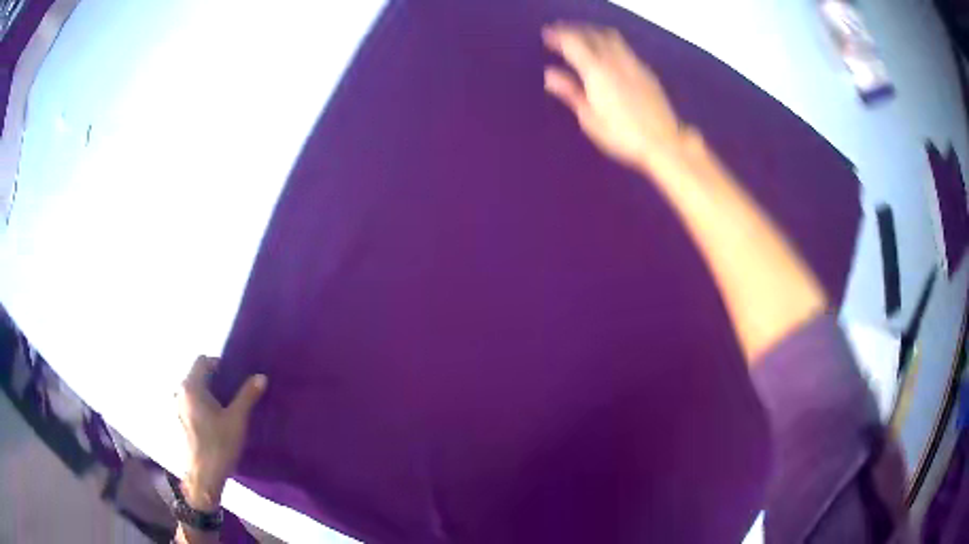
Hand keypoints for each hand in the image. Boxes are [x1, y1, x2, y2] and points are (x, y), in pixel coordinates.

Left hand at [176, 356, 266, 508]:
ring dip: (210, 393)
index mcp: (191, 386)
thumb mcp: (237, 420)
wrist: (204, 476)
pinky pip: (192, 402)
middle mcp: (180, 391)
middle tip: (235, 394)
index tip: (235, 379)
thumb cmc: (219, 444)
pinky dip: (204, 404)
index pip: (203, 360)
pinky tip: (217, 422)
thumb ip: (248, 395)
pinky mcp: (181, 420)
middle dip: (216, 380)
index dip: (220, 364)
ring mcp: (178, 406)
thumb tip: (261, 376)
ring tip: (228, 409)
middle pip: (198, 374)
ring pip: (195, 390)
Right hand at [542, 23, 682, 171]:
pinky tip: (607, 53)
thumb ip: (571, 92)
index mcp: (597, 71)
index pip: (573, 43)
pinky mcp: (645, 71)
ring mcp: (633, 63)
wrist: (663, 142)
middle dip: (574, 30)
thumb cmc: (622, 135)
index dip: (558, 36)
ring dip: (593, 32)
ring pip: (610, 37)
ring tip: (583, 37)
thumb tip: (551, 74)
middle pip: (592, 34)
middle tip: (561, 33)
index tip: (547, 34)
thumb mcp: (590, 118)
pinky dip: (609, 43)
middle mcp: (614, 61)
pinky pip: (624, 48)